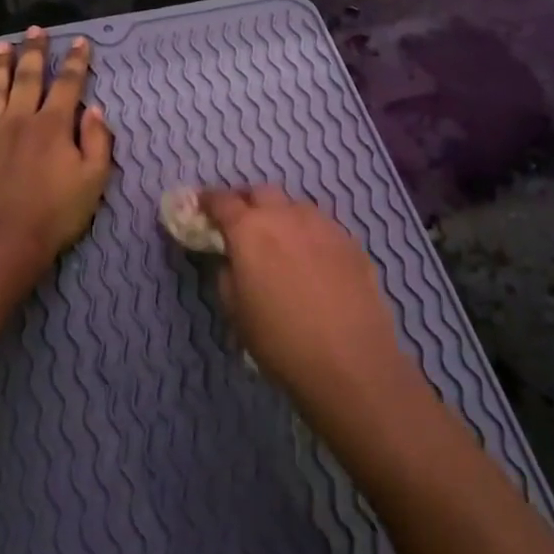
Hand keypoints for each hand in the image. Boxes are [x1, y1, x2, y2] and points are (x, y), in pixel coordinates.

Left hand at [0, 27, 113, 260]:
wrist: (3, 242)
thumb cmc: (56, 214)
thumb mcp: (94, 181)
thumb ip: (98, 142)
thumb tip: (94, 109)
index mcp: (53, 126)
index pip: (67, 84)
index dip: (75, 61)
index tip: (79, 41)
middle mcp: (19, 120)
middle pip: (27, 78)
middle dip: (33, 52)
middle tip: (35, 30)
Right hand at [197, 187, 410, 398]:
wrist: (350, 362)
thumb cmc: (280, 341)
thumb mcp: (235, 312)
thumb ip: (226, 274)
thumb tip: (231, 258)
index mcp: (250, 230)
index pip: (221, 200)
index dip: (208, 201)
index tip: (201, 207)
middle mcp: (286, 216)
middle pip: (261, 192)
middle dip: (246, 202)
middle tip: (240, 223)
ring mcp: (323, 225)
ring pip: (295, 206)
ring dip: (280, 214)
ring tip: (278, 240)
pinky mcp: (351, 242)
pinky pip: (322, 225)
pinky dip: (308, 233)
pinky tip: (311, 259)